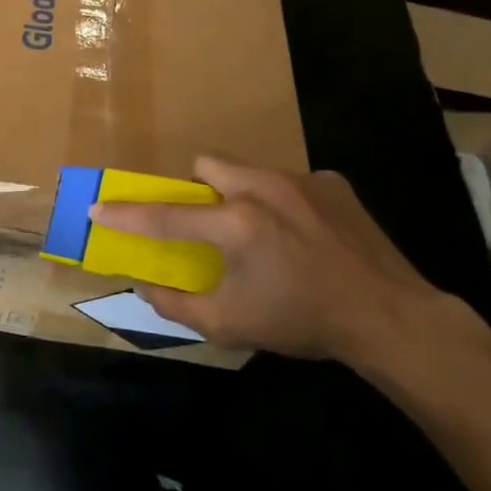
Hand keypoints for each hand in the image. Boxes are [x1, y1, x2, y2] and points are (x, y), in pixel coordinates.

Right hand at [89, 157, 441, 364]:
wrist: (392, 318)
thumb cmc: (304, 322)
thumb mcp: (231, 325)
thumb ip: (177, 304)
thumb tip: (144, 285)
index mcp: (236, 224)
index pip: (166, 215)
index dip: (126, 214)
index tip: (99, 208)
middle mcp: (263, 188)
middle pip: (207, 165)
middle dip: (197, 187)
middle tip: (208, 222)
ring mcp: (301, 180)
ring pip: (249, 170)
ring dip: (240, 193)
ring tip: (261, 231)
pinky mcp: (333, 183)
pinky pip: (290, 181)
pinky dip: (284, 202)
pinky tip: (304, 234)